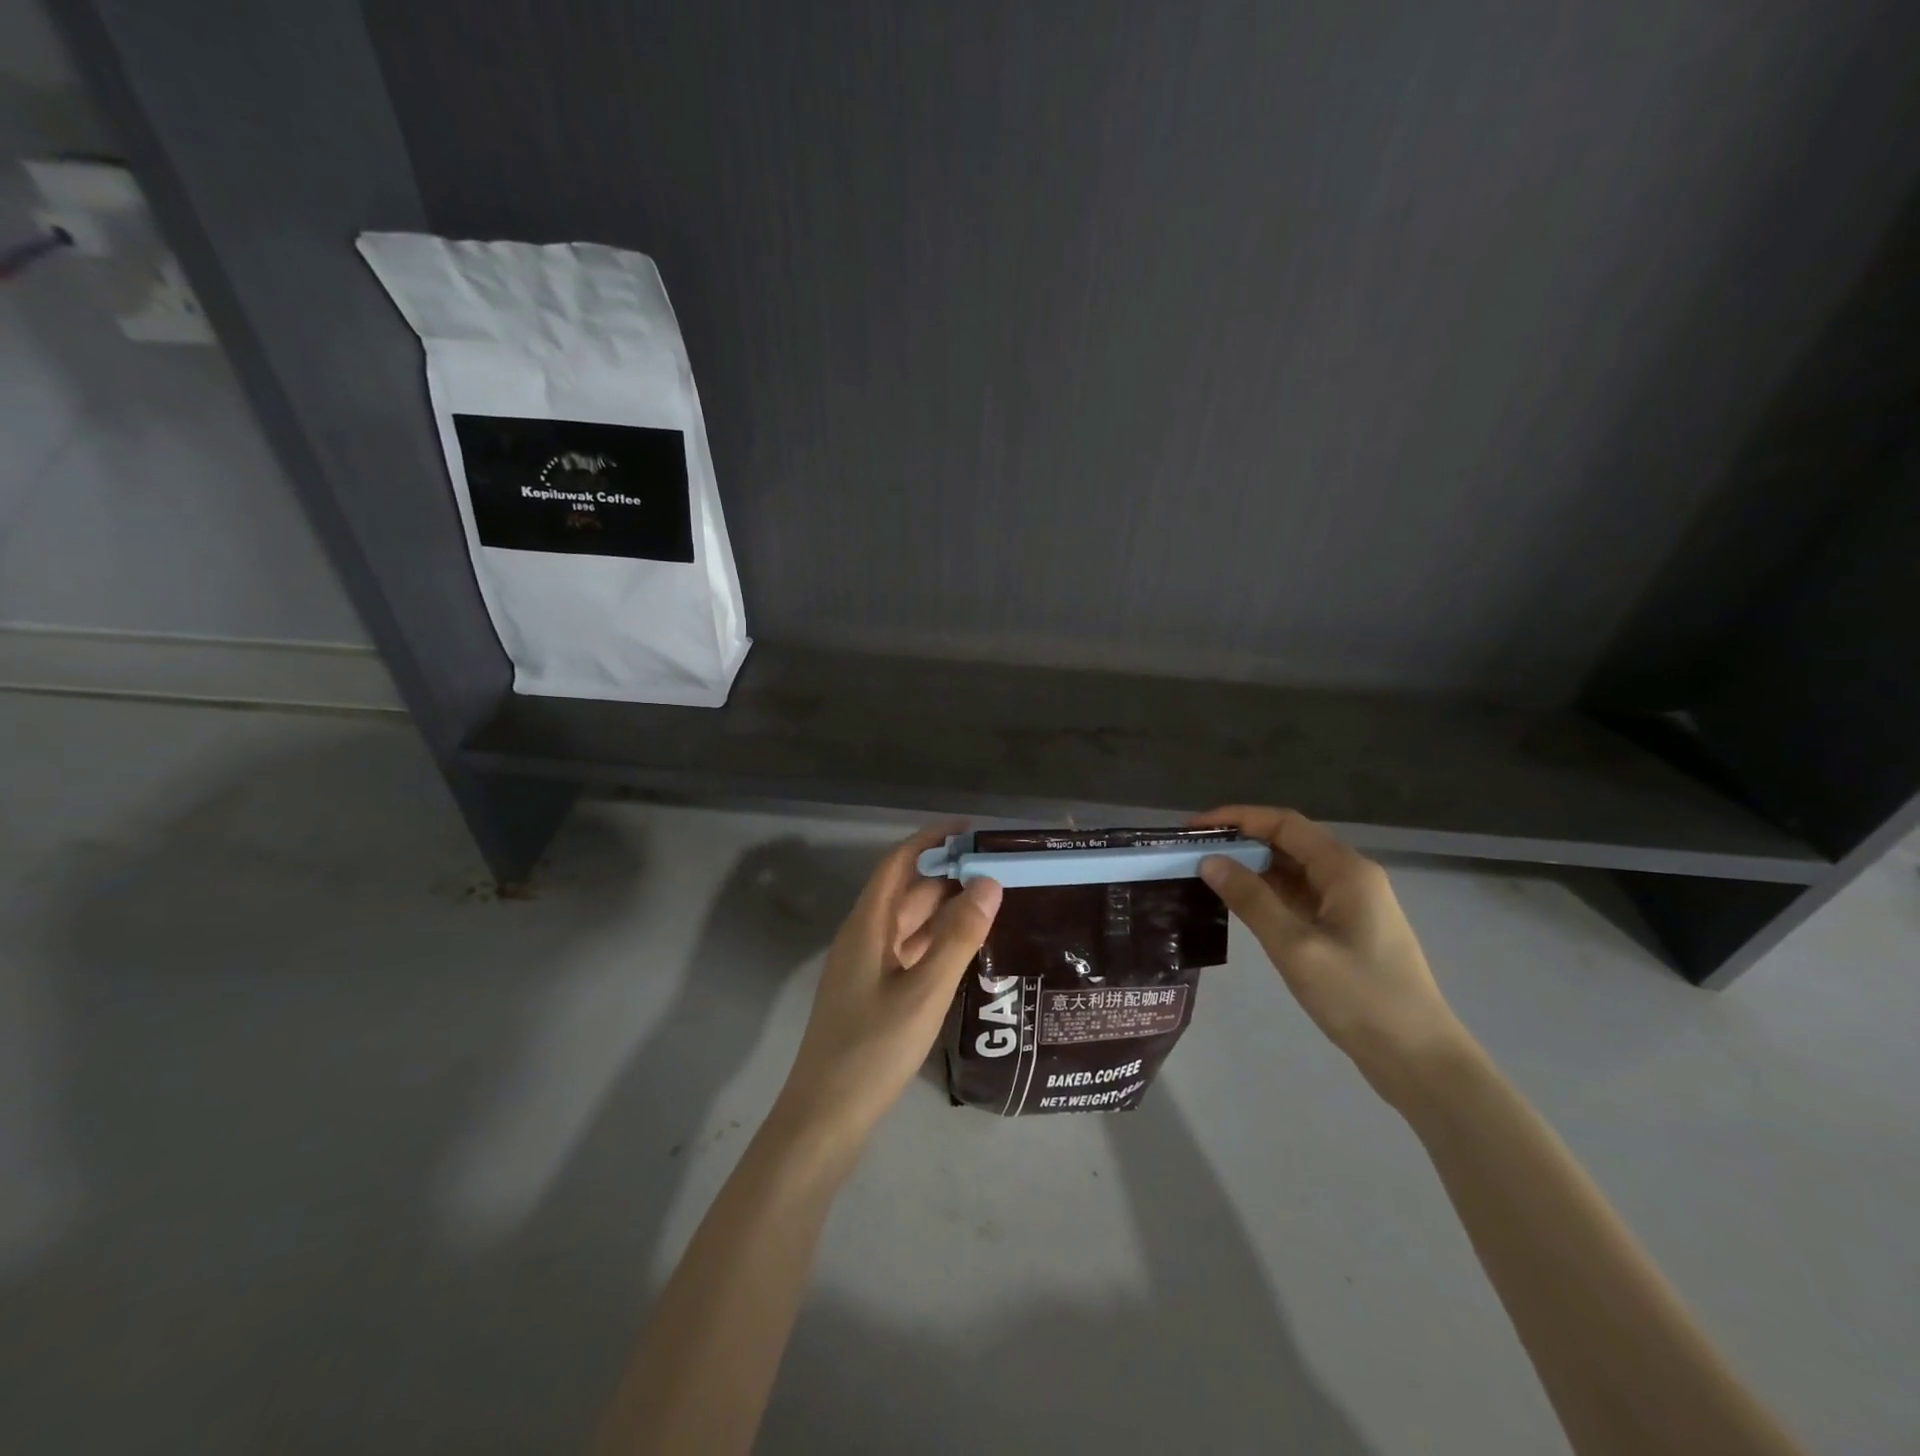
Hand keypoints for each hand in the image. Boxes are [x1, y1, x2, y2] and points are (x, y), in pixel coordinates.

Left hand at [772, 827, 1002, 1151]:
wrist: (825, 1117)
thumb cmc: (873, 1049)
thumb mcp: (924, 991)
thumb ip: (958, 937)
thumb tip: (989, 882)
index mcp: (867, 925)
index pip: (898, 863)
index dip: (931, 839)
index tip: (971, 829)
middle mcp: (865, 937)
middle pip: (906, 891)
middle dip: (947, 873)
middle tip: (998, 867)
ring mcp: (868, 967)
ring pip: (909, 922)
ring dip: (945, 907)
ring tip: (993, 899)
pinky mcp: (874, 992)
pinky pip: (909, 950)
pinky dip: (938, 940)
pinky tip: (968, 947)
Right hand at [1194, 806, 1470, 1109]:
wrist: (1419, 1060)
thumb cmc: (1360, 998)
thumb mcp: (1296, 947)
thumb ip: (1251, 899)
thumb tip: (1209, 860)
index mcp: (1346, 869)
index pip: (1283, 823)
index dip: (1237, 818)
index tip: (1194, 828)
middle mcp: (1350, 876)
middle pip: (1288, 842)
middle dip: (1240, 841)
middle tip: (1192, 852)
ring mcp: (1349, 904)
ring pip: (1292, 870)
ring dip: (1251, 868)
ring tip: (1205, 874)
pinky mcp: (1345, 929)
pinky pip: (1298, 896)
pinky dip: (1266, 893)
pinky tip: (1237, 903)